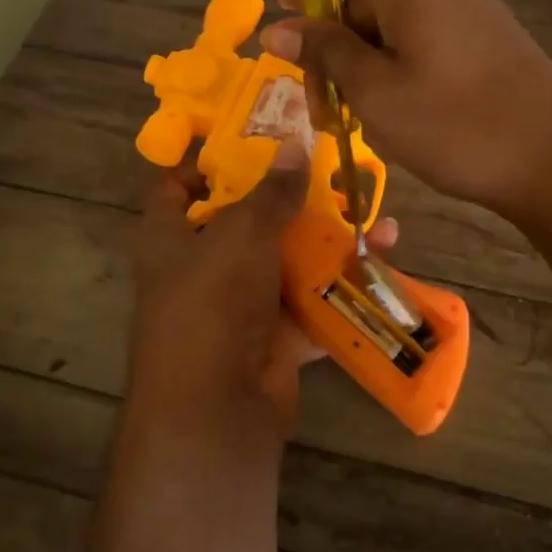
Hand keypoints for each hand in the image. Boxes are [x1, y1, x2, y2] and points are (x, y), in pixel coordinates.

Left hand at [128, 138, 401, 442]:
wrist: (217, 408)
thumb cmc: (212, 302)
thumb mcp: (241, 234)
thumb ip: (271, 192)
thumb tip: (295, 145)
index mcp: (169, 238)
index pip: (175, 188)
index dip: (206, 163)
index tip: (252, 143)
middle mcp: (201, 268)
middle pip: (246, 222)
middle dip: (290, 200)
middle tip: (332, 173)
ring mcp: (240, 304)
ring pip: (287, 260)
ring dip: (329, 241)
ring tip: (373, 215)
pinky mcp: (275, 335)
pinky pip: (311, 299)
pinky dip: (343, 283)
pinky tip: (382, 258)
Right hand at [259, 0, 551, 222]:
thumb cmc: (458, 127)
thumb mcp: (376, 94)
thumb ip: (324, 53)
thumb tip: (276, 28)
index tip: (292, 13)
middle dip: (329, 38)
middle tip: (322, 104)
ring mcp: (467, 5)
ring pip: (389, 18)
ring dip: (359, 61)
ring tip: (359, 122)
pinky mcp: (484, 35)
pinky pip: (421, 34)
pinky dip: (393, 65)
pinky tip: (398, 116)